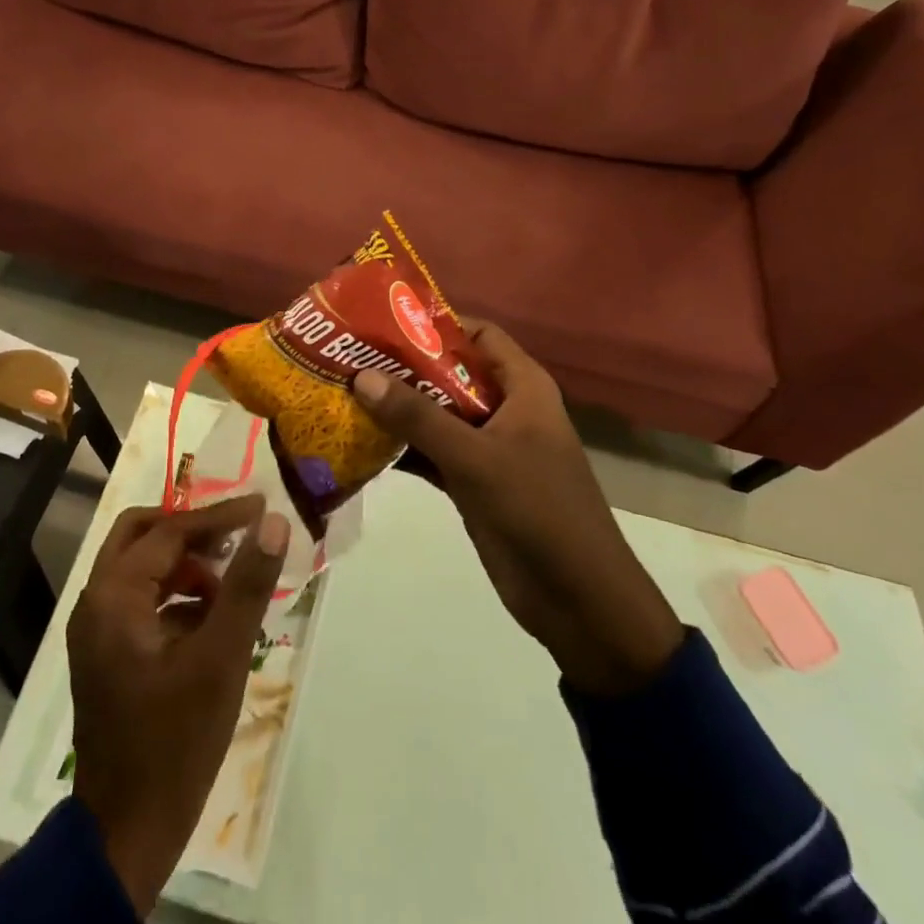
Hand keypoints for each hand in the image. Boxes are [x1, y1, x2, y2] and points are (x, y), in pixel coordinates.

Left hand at [67, 496, 289, 916]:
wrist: (126, 834)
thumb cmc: (174, 742)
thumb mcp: (220, 659)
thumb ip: (246, 585)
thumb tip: (272, 523)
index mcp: (113, 596)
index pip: (169, 531)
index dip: (218, 516)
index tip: (260, 506)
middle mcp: (96, 602)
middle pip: (142, 535)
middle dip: (191, 530)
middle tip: (237, 533)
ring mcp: (97, 630)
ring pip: (141, 568)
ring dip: (185, 563)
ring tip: (232, 577)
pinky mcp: (107, 654)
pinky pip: (142, 600)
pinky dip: (176, 595)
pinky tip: (213, 616)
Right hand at [352, 320, 682, 695]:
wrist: (578, 601)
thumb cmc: (537, 510)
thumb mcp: (475, 457)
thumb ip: (418, 416)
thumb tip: (360, 376)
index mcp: (523, 387)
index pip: (478, 335)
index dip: (435, 324)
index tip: (383, 322)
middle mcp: (506, 409)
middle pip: (450, 373)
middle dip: (404, 368)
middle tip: (350, 357)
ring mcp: (489, 448)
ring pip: (438, 415)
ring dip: (398, 409)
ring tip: (344, 393)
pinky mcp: (474, 483)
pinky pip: (433, 453)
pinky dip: (403, 448)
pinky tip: (360, 444)